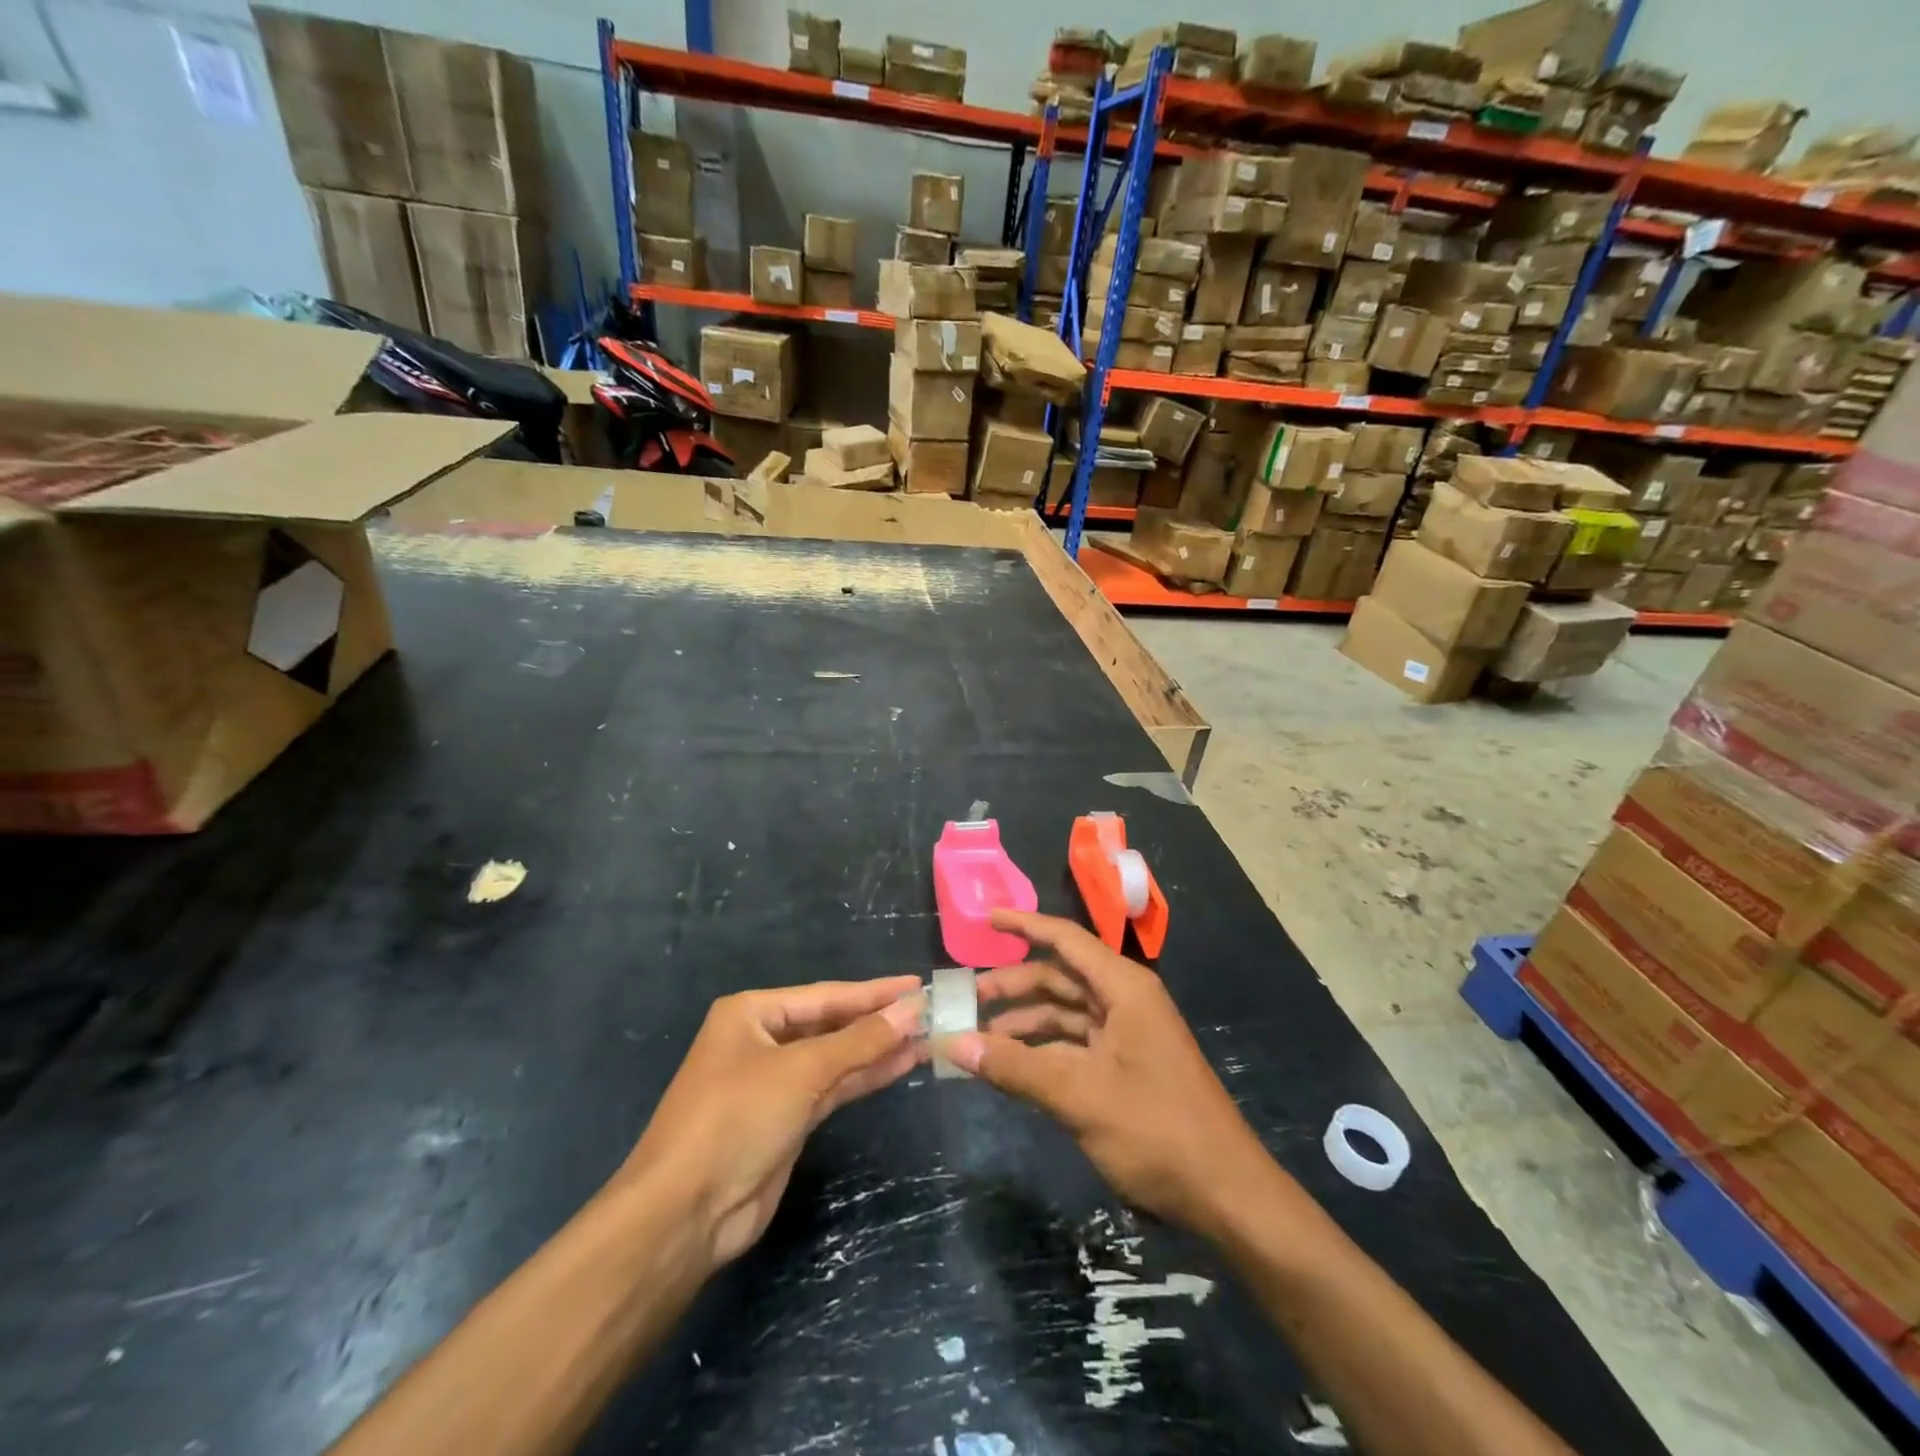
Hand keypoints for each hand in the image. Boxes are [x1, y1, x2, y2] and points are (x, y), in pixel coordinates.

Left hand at [624, 977, 925, 1268]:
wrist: (685, 1213)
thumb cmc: (736, 1118)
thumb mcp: (801, 1071)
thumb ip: (860, 1041)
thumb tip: (913, 1008)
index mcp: (752, 1013)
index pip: (826, 995)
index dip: (874, 991)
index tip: (917, 983)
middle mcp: (763, 1040)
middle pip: (832, 1023)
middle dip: (878, 1020)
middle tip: (930, 1011)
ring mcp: (775, 1082)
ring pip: (836, 1057)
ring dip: (879, 1049)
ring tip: (928, 1036)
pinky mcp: (787, 1120)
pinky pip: (834, 1087)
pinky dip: (866, 1076)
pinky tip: (902, 1065)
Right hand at [946, 910, 1269, 1236]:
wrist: (1226, 1195)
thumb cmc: (1156, 1130)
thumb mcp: (1079, 1095)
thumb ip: (1015, 1066)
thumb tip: (954, 1043)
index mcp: (1124, 988)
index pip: (1066, 939)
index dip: (1025, 925)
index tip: (985, 918)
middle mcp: (1125, 1001)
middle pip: (1060, 977)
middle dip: (1014, 985)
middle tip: (967, 1000)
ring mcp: (1127, 1036)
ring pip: (1065, 1014)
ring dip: (1024, 1023)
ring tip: (979, 1039)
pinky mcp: (1126, 1068)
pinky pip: (1074, 1045)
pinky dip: (1042, 1051)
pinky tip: (1012, 1068)